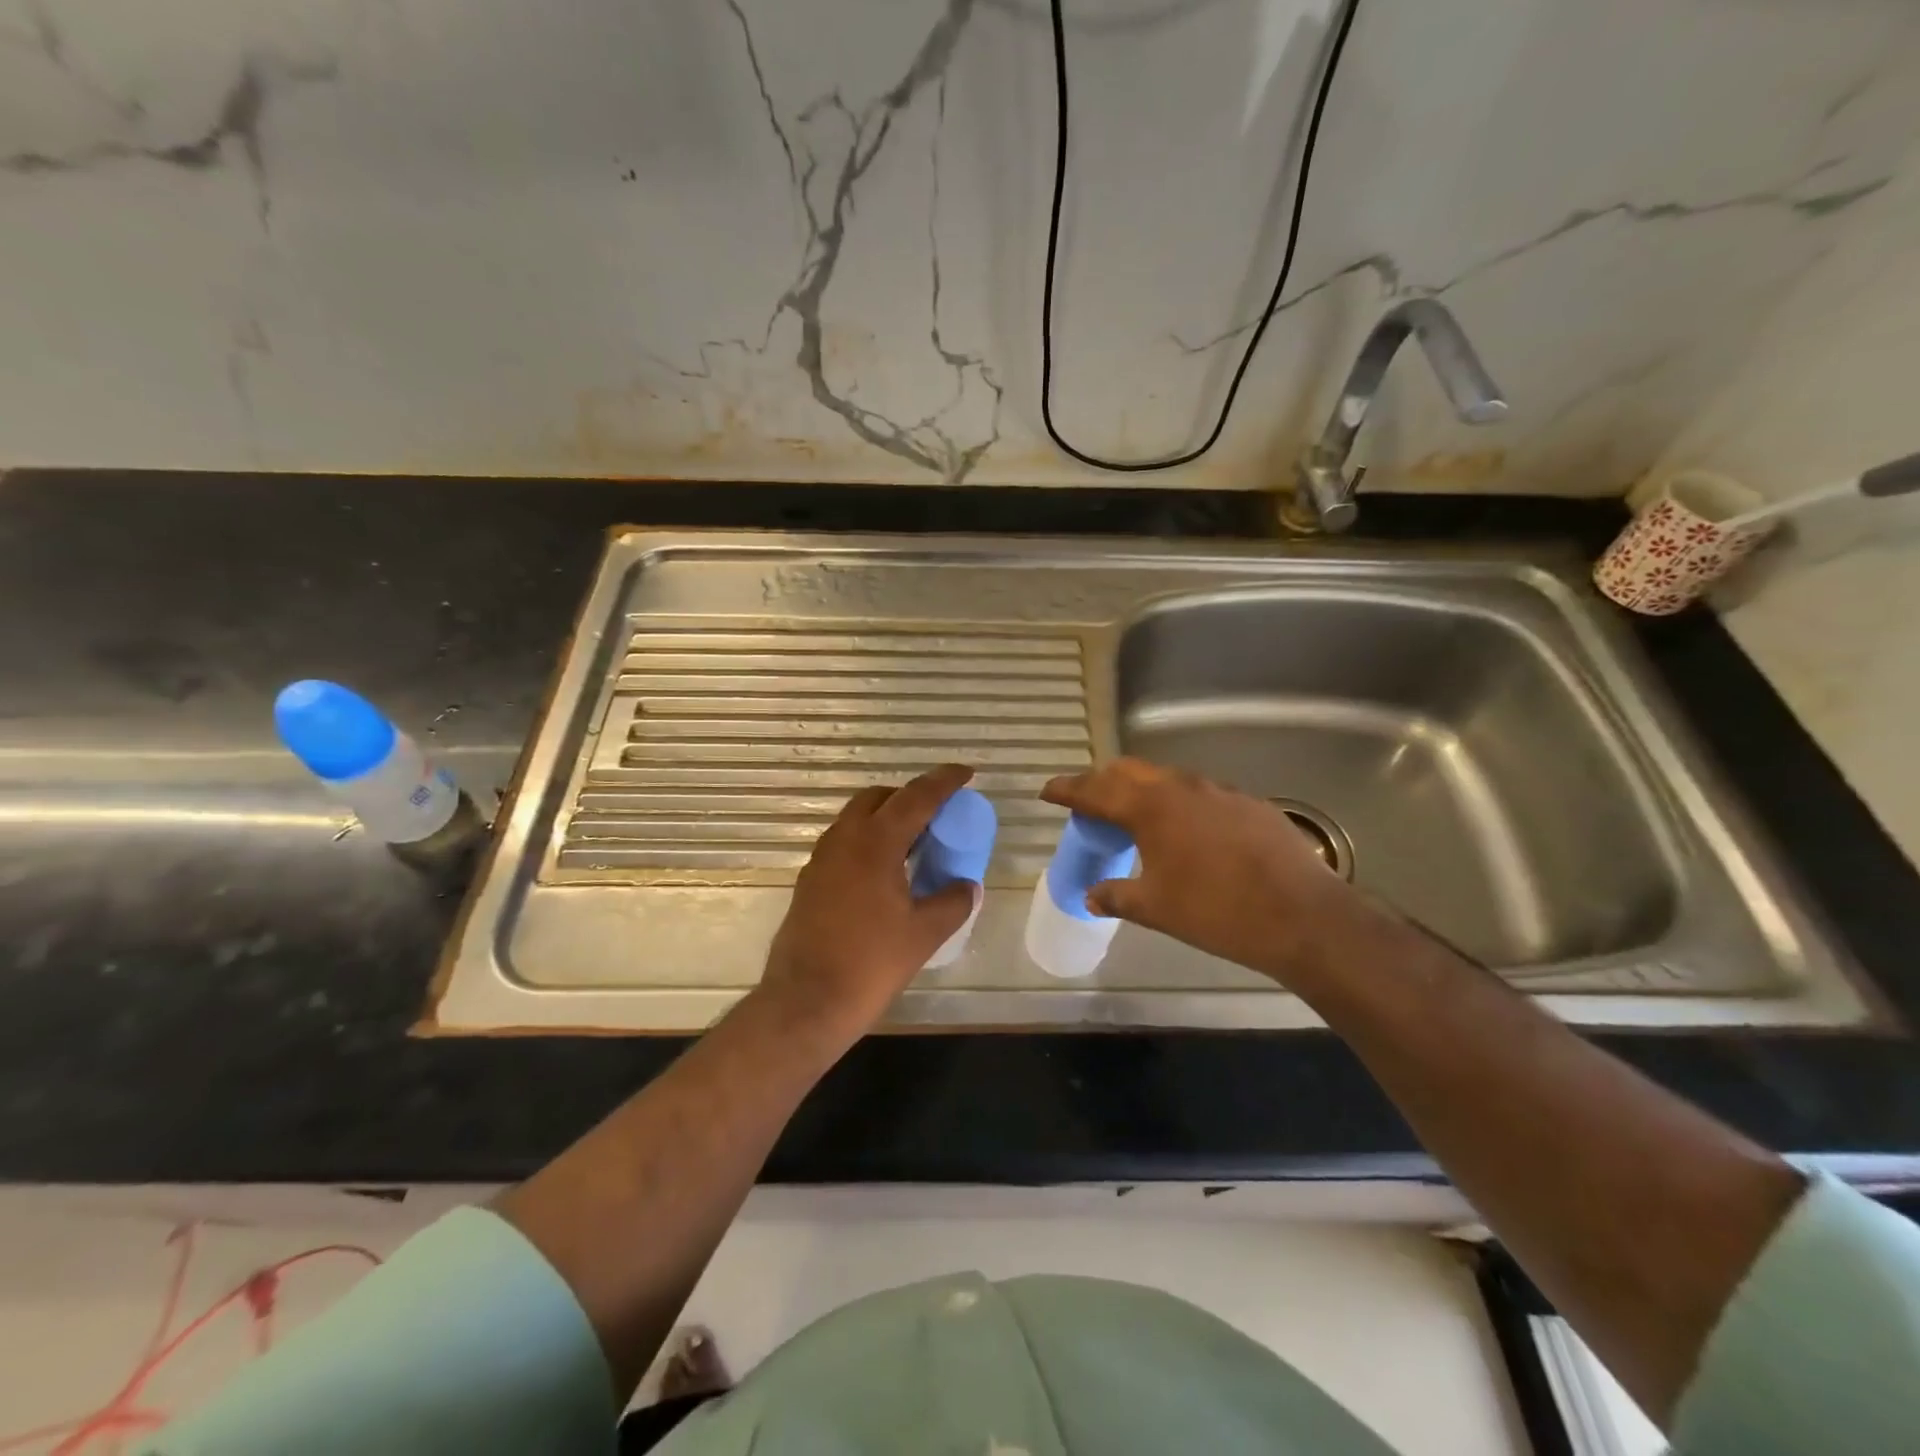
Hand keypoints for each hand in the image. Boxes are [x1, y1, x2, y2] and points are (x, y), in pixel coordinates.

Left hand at [755, 764, 976, 1048]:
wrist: (806, 1002)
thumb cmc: (870, 964)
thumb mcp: (924, 934)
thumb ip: (952, 902)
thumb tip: (968, 886)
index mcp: (875, 843)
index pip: (916, 797)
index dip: (944, 781)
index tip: (966, 773)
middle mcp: (844, 839)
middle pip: (879, 798)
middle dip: (910, 796)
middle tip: (938, 814)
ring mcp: (821, 859)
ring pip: (856, 818)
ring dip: (886, 817)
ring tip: (915, 842)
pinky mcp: (810, 881)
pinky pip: (844, 842)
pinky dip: (868, 840)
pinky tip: (885, 872)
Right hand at [1041, 758, 1374, 986]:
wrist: (1303, 917)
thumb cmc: (1217, 911)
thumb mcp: (1156, 908)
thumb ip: (1117, 895)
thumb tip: (1091, 895)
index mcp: (1151, 807)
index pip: (1096, 789)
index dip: (1068, 789)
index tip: (1048, 791)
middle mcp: (1182, 787)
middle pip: (1130, 772)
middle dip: (1103, 782)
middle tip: (1088, 802)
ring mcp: (1221, 791)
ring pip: (1168, 779)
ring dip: (1144, 791)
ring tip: (1135, 816)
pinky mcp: (1251, 804)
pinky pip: (1202, 795)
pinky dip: (1180, 804)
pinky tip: (1188, 832)